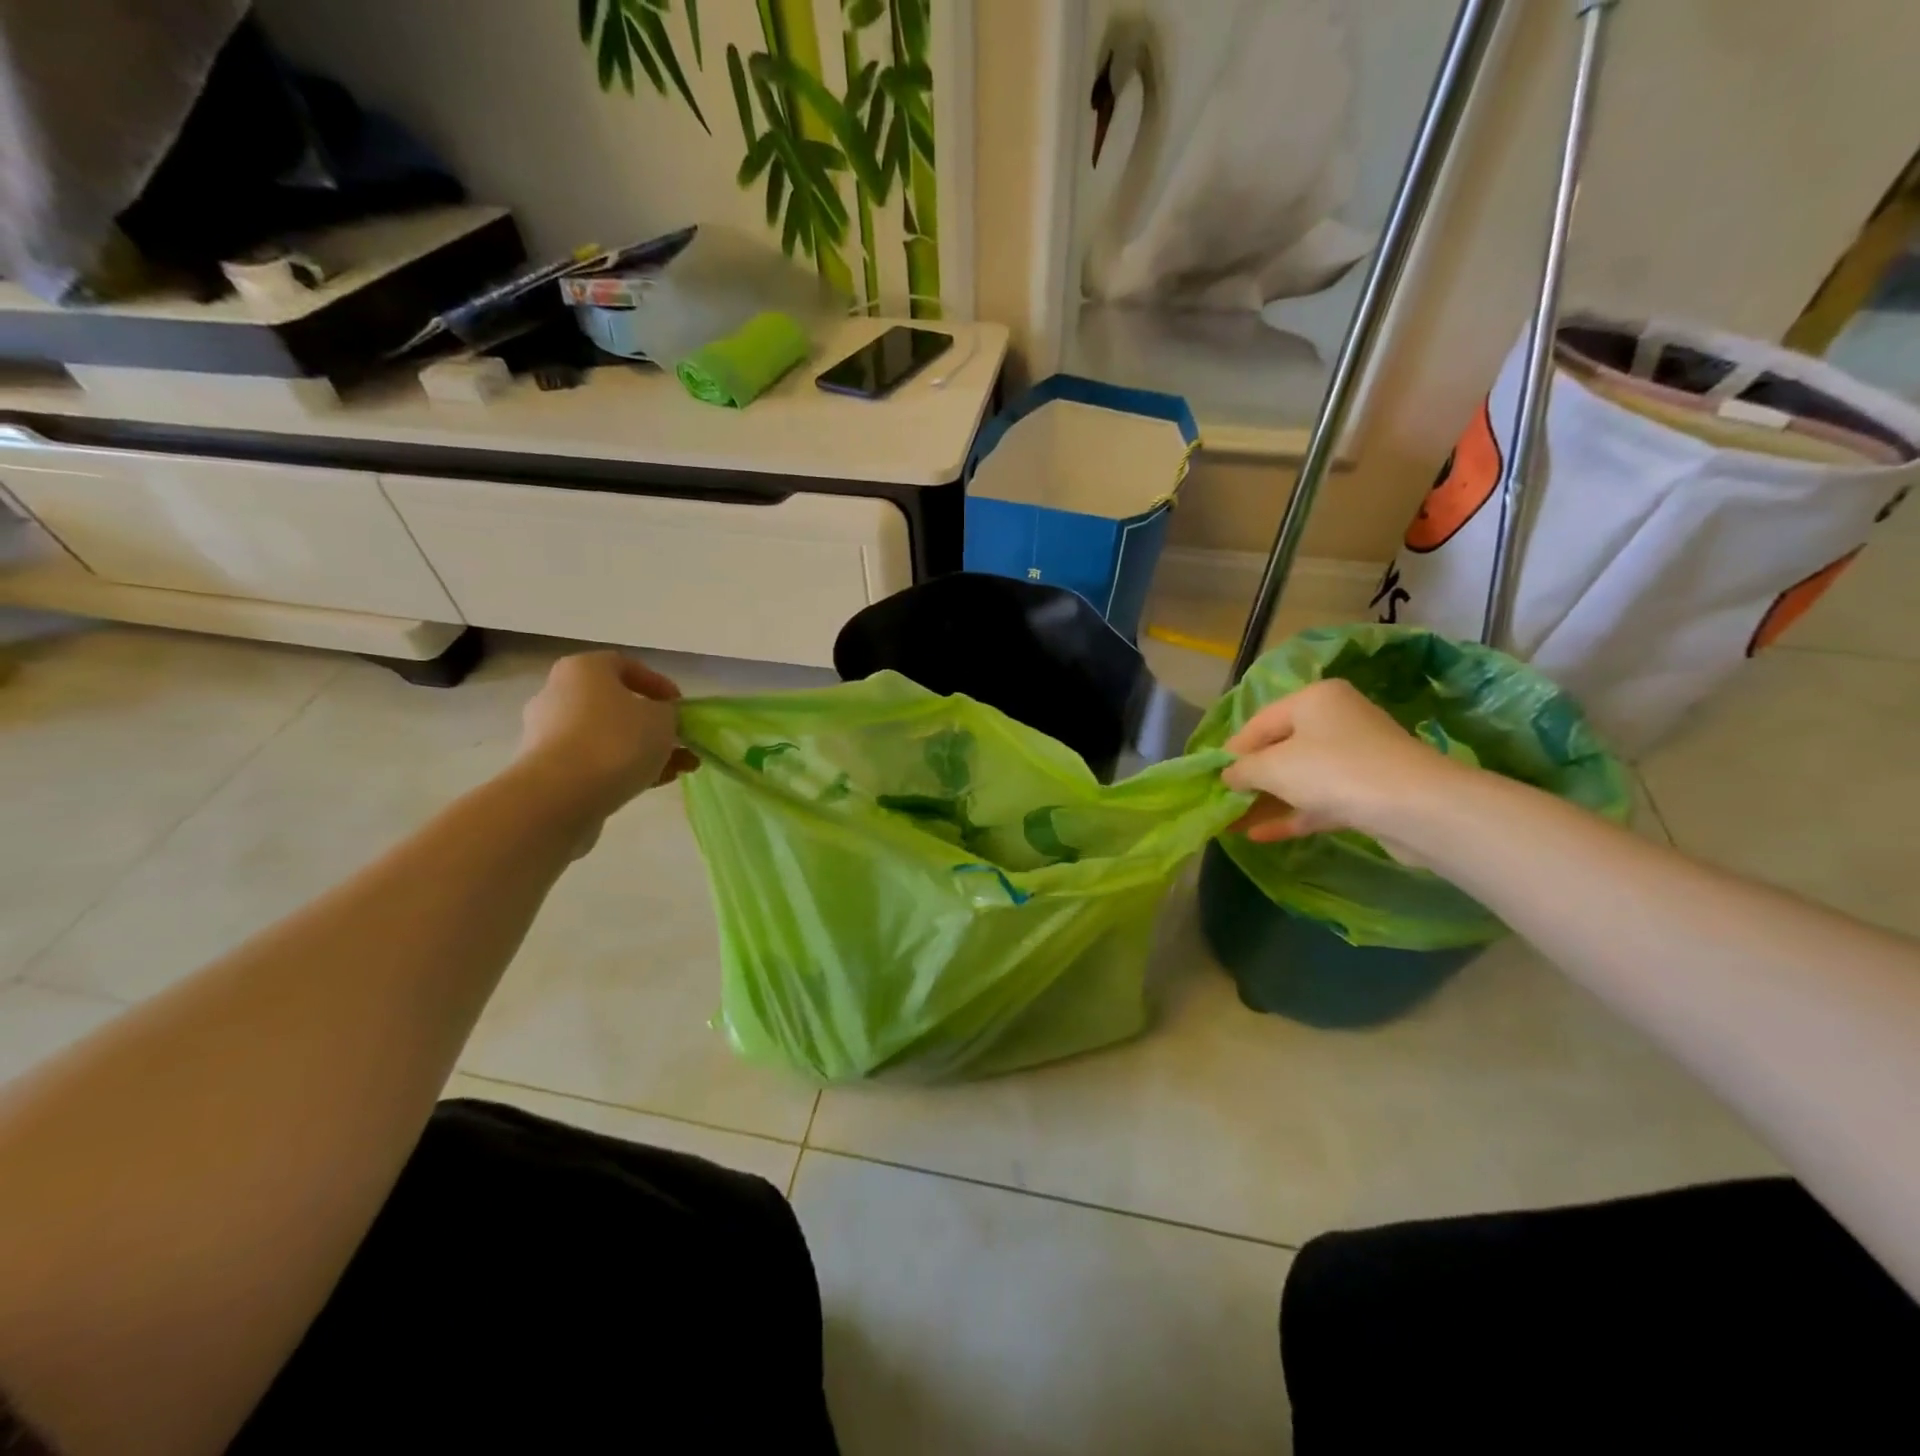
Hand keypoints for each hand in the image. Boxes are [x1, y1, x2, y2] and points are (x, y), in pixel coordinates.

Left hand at [515, 652, 697, 825]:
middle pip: (615, 704)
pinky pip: (594, 761)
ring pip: (607, 736)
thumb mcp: (663, 718)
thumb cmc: (616, 741)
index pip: (626, 665)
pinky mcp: (548, 769)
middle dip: (651, 723)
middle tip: (679, 740)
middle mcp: (558, 694)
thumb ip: (668, 713)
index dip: (659, 684)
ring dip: (643, 749)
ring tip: (678, 768)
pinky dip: (623, 768)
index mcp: (583, 669)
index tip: (680, 707)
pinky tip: (654, 783)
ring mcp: (548, 733)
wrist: (562, 795)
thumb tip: (660, 718)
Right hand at [1220, 678, 1469, 849]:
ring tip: (1232, 823)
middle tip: (1222, 801)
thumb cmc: (1333, 770)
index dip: (1232, 751)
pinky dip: (1291, 815)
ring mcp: (1355, 758)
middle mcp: (1336, 721)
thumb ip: (1243, 769)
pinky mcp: (1368, 792)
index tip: (1211, 777)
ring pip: (1300, 779)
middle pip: (1281, 750)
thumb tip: (1227, 775)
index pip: (1260, 722)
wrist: (1415, 807)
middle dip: (1250, 779)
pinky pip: (1319, 801)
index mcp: (1315, 699)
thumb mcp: (1273, 766)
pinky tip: (1259, 836)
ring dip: (1266, 801)